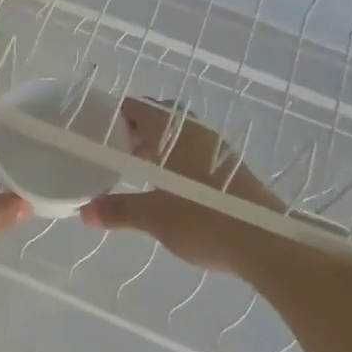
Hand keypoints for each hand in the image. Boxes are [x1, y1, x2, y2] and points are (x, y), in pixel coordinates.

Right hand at [81, 100, 284, 275]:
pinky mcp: (230, 171)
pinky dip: (173, 162)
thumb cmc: (205, 221)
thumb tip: (85, 212)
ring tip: (134, 170)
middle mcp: (197, 133)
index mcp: (175, 133)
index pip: (138, 108)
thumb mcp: (154, 217)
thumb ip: (119, 210)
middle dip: (134, 132)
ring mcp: (217, 151)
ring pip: (177, 138)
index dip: (114, 115)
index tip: (95, 130)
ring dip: (155, 148)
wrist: (267, 244)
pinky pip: (192, 154)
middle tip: (111, 151)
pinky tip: (165, 187)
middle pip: (159, 120)